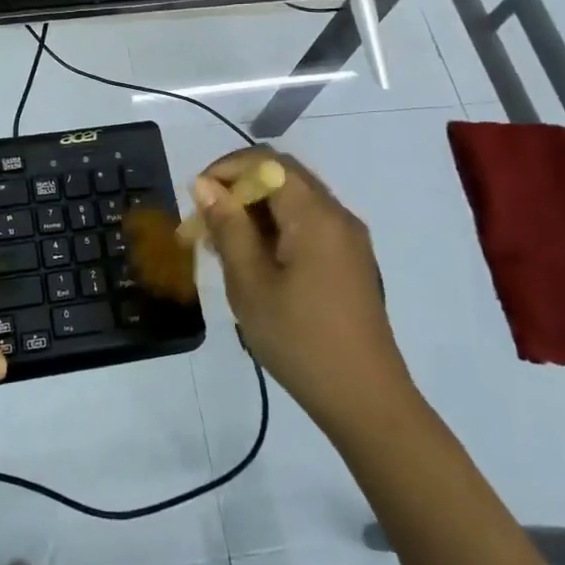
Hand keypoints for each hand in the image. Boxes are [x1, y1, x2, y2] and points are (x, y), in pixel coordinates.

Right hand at [194, 149, 414, 436]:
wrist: (366, 401)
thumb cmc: (300, 340)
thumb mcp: (250, 284)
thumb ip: (228, 227)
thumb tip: (205, 185)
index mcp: (315, 215)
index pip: (267, 163)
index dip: (228, 168)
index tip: (198, 197)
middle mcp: (337, 215)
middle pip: (283, 176)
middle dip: (239, 188)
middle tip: (207, 221)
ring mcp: (349, 238)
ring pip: (295, 199)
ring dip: (256, 209)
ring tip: (224, 244)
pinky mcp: (351, 260)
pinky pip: (309, 223)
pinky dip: (277, 227)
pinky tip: (255, 261)